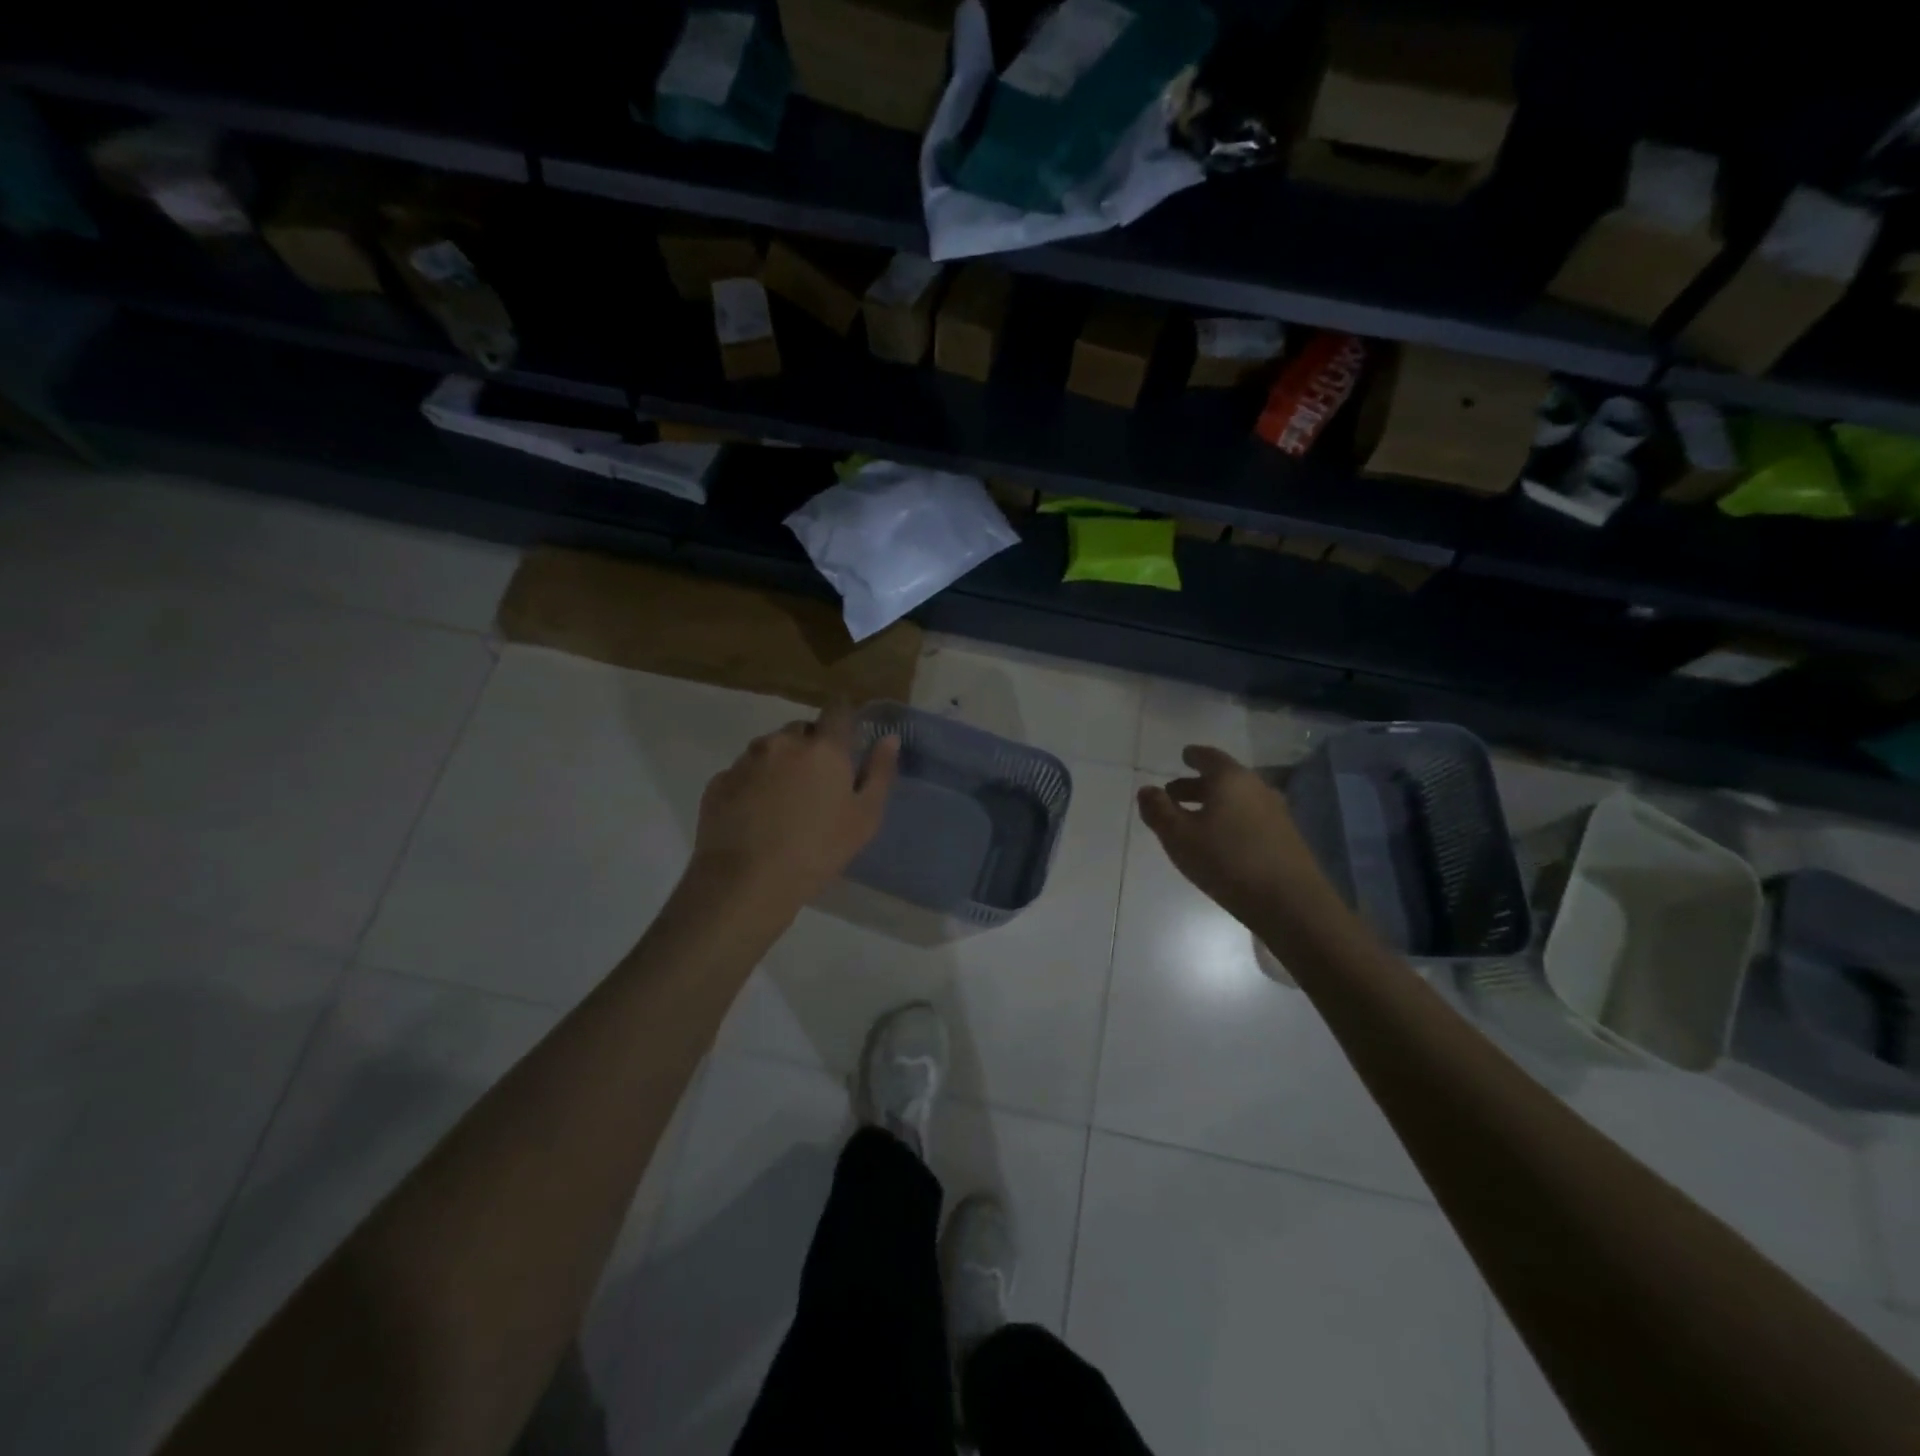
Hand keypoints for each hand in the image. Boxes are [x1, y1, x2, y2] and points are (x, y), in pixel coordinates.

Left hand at [688, 702, 899, 912]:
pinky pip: (742, 772)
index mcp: (823, 748)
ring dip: (779, 764)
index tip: (846, 736)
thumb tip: (889, 738)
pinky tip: (756, 816)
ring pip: (769, 749)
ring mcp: (746, 760)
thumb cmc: (818, 850)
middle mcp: (782, 742)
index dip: (843, 718)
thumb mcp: (864, 817)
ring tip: (783, 803)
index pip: (837, 710)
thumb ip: (879, 772)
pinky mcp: (718, 782)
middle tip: (817, 784)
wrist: (747, 882)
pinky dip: (752, 784)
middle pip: (801, 730)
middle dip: (811, 746)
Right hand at [1136, 746, 1342, 932]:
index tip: (1184, 756)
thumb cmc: (1227, 861)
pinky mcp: (1286, 837)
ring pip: (1238, 799)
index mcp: (1230, 779)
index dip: (1194, 756)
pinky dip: (1231, 819)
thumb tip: (1146, 790)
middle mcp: (1256, 787)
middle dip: (1197, 784)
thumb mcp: (1179, 837)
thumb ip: (1158, 811)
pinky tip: (1222, 840)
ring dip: (1214, 804)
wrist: (1291, 902)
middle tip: (1174, 794)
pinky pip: (1250, 817)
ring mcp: (1276, 812)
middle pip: (1224, 778)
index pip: (1208, 757)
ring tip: (1194, 820)